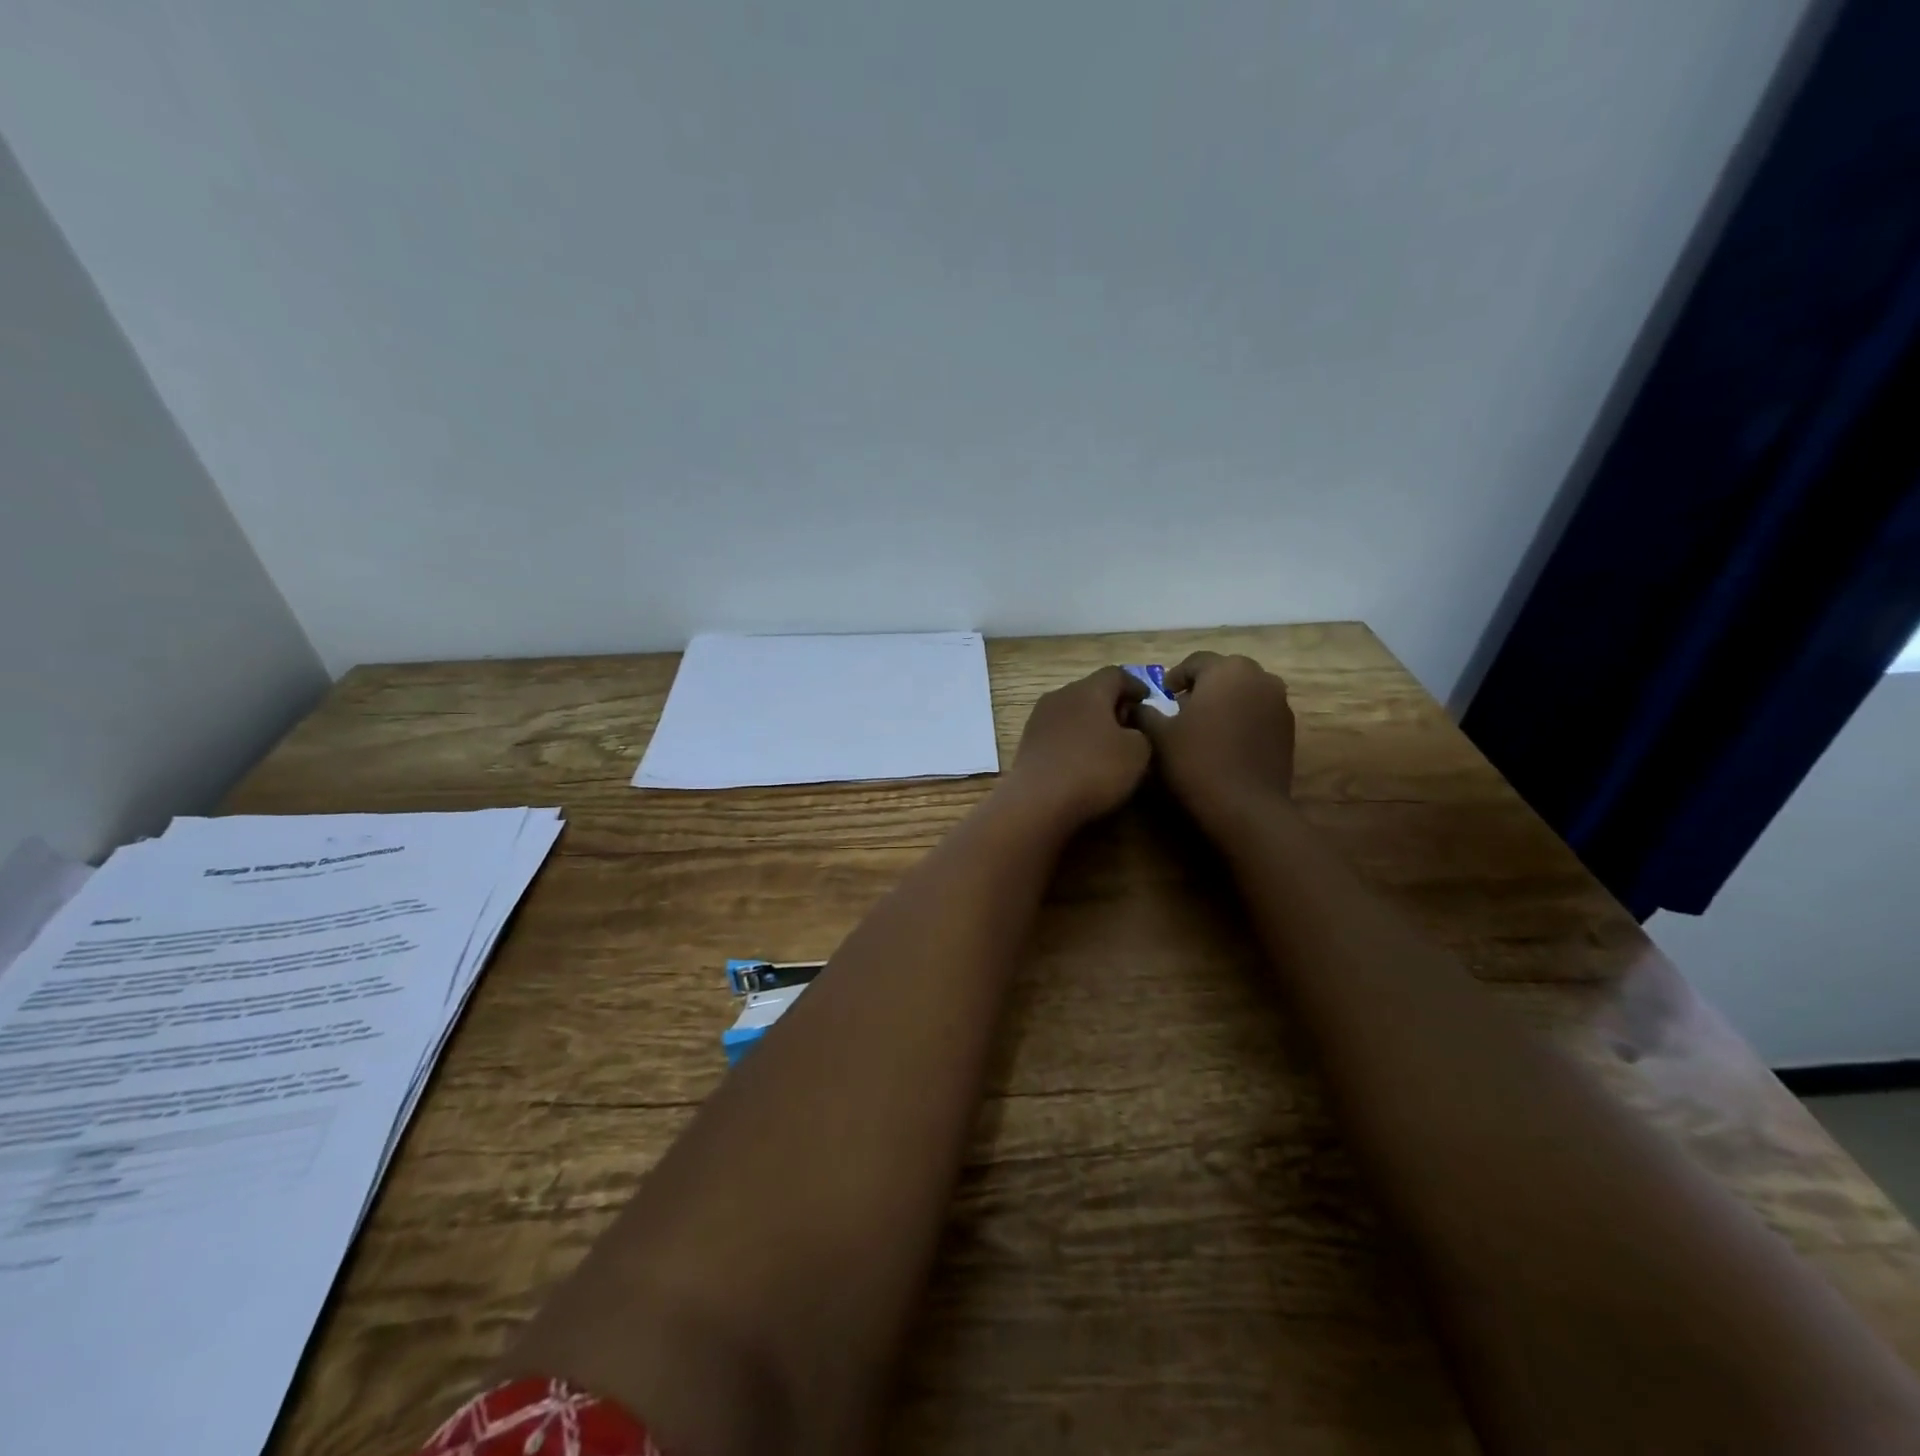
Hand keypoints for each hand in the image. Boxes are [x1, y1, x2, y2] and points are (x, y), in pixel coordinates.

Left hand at [1001, 667, 1152, 829]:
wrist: (1038, 801)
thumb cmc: (1094, 769)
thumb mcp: (1138, 752)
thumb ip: (1142, 733)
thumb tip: (1130, 731)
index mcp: (1089, 689)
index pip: (1116, 675)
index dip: (1135, 685)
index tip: (1147, 700)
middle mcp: (1060, 696)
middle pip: (1091, 692)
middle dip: (1112, 705)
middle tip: (1130, 725)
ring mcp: (1039, 719)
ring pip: (1073, 712)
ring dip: (1091, 724)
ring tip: (1108, 746)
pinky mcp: (1028, 743)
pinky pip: (1059, 733)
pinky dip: (1074, 740)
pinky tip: (1083, 761)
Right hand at [1132, 652, 1295, 826]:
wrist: (1245, 807)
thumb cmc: (1196, 762)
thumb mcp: (1158, 736)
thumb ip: (1144, 713)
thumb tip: (1136, 706)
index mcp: (1226, 670)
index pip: (1195, 662)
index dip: (1175, 678)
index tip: (1163, 697)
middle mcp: (1259, 677)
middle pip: (1224, 673)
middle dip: (1203, 687)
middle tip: (1182, 710)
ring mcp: (1279, 703)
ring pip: (1244, 692)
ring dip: (1224, 702)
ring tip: (1205, 727)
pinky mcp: (1289, 729)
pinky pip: (1259, 713)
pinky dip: (1242, 719)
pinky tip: (1226, 743)